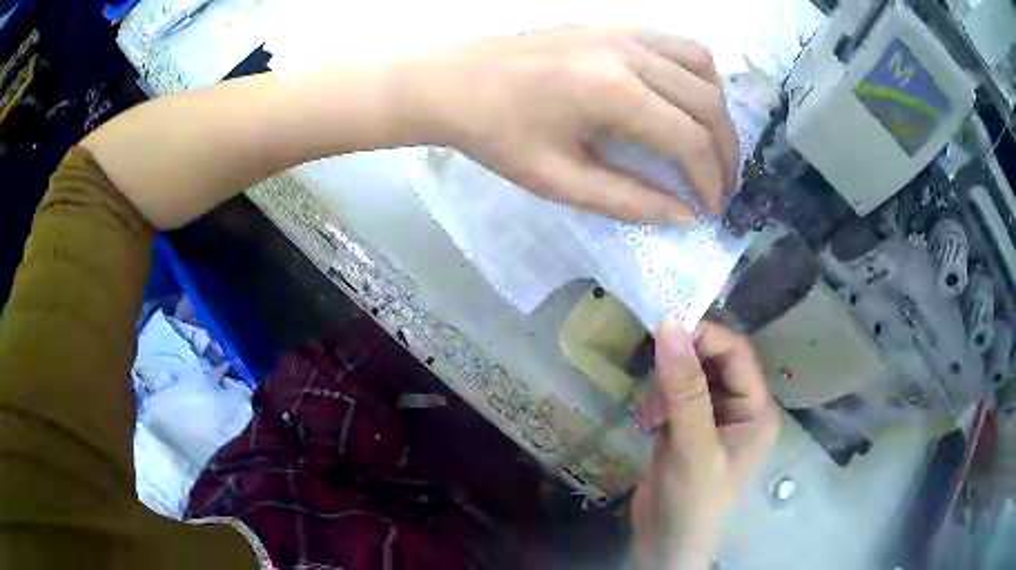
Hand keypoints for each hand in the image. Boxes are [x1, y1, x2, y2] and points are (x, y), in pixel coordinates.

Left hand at [407, 27, 738, 224]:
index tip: (710, 209)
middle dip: (724, 151)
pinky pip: (676, 45)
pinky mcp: (612, 25)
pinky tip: (682, 101)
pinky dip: (695, 76)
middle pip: (707, 102)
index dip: (709, 180)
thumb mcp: (559, 180)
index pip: (689, 139)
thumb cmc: (495, 135)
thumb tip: (684, 215)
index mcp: (612, 91)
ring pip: (702, 66)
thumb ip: (629, 200)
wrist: (451, 84)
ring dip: (715, 109)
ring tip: (707, 145)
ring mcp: (622, 31)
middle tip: (719, 186)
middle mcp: (629, 52)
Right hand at [631, 320, 778, 568]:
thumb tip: (670, 327)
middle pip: (713, 362)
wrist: (664, 546)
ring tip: (649, 414)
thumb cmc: (692, 502)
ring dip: (665, 387)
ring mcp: (711, 419)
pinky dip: (657, 402)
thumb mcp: (692, 447)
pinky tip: (646, 422)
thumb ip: (684, 390)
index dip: (704, 336)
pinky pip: (673, 396)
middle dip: (681, 366)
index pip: (737, 354)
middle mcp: (739, 409)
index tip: (664, 328)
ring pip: (689, 377)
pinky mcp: (687, 429)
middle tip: (652, 377)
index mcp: (756, 410)